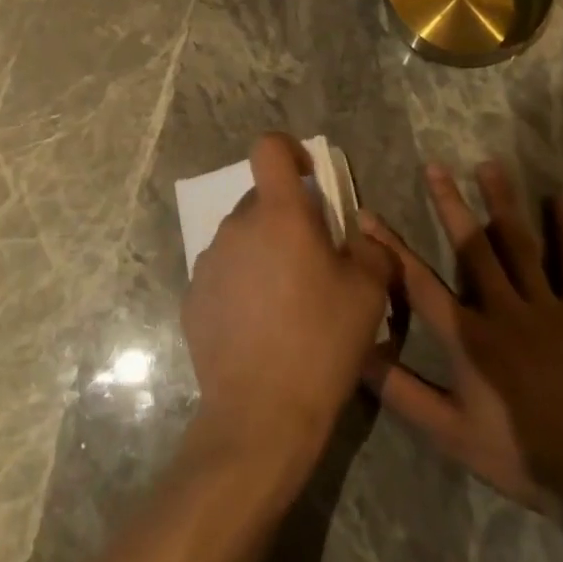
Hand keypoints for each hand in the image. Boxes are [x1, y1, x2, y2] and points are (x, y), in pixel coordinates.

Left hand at [182, 134, 394, 493]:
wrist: (261, 413)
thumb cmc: (321, 342)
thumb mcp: (369, 292)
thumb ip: (370, 249)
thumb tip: (358, 237)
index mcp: (279, 215)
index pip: (269, 148)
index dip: (290, 150)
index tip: (309, 178)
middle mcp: (236, 228)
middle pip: (261, 201)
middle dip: (287, 218)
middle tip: (313, 262)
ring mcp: (208, 263)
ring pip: (242, 240)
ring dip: (264, 253)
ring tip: (287, 303)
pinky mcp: (192, 298)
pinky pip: (223, 275)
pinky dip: (242, 285)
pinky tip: (259, 328)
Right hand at [363, 162, 562, 512]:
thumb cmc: (519, 454)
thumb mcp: (449, 432)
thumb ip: (401, 391)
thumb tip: (357, 354)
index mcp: (468, 338)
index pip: (418, 282)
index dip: (390, 246)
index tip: (367, 215)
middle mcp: (504, 311)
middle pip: (471, 248)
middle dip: (449, 204)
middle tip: (435, 166)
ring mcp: (547, 310)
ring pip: (519, 246)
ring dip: (502, 203)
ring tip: (489, 164)